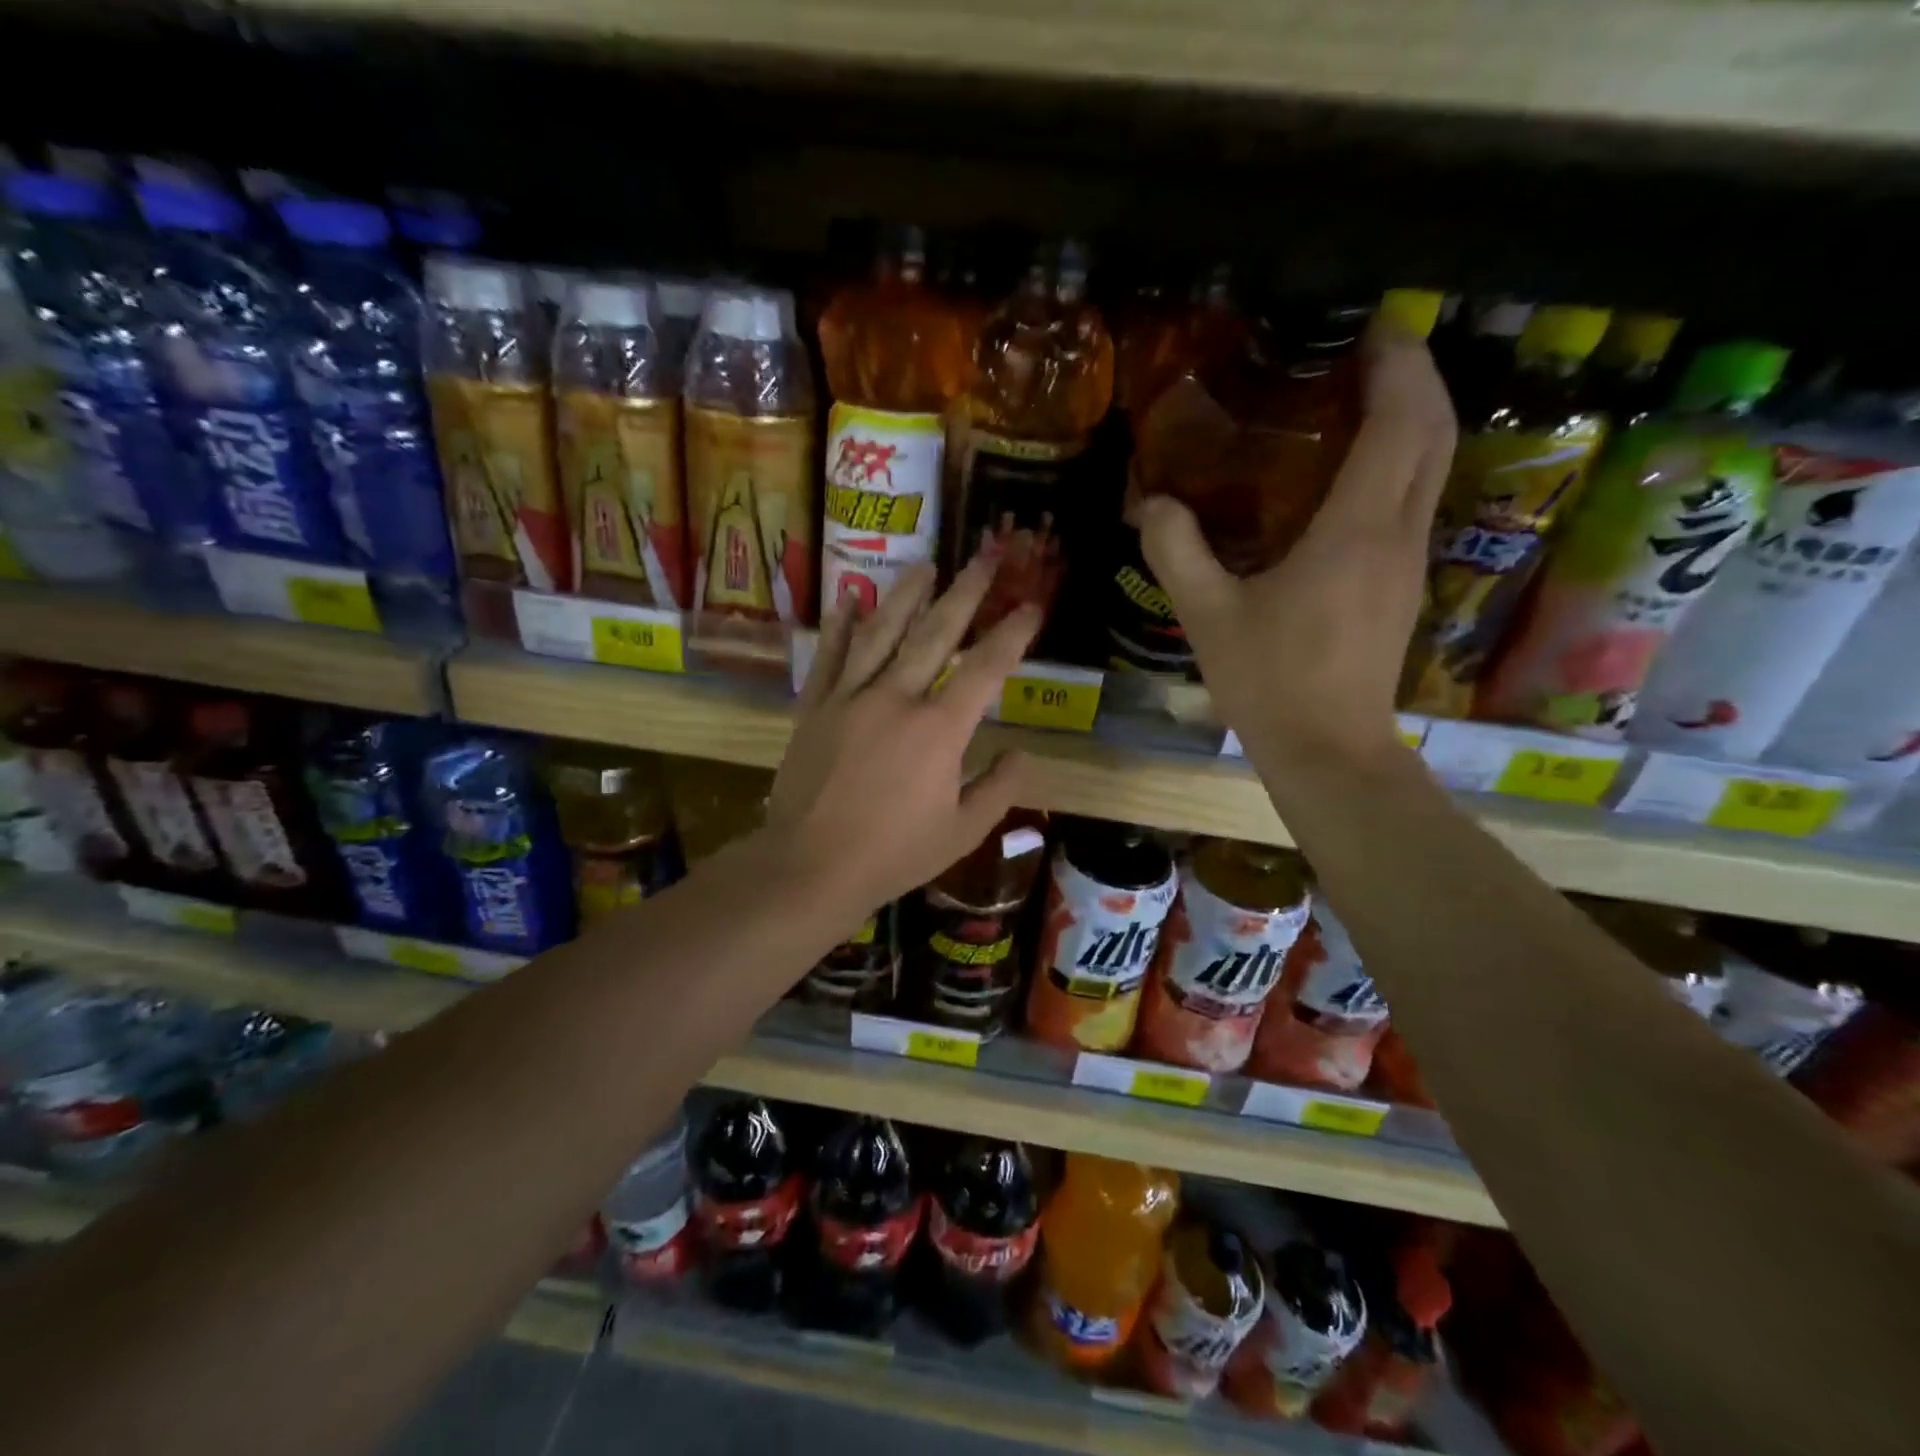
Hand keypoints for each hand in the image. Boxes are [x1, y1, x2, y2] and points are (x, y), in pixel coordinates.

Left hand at [768, 557, 1039, 910]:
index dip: (1013, 634)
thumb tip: (1022, 754)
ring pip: (881, 633)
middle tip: (986, 555)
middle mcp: (896, 698)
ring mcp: (850, 698)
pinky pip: (830, 657)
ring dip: (906, 596)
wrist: (810, 866)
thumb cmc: (893, 854)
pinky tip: (850, 598)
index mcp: (938, 730)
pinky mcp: (815, 708)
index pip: (986, 669)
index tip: (1032, 606)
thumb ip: (999, 789)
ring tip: (926, 565)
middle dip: (967, 593)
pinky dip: (840, 626)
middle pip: (936, 634)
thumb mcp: (962, 832)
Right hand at [1134, 324, 1456, 770]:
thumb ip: (1176, 551)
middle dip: (1417, 377)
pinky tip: (1352, 472)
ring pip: (1433, 467)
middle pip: (1434, 432)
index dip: (1398, 365)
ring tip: (1362, 397)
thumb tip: (1151, 501)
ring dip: (1413, 419)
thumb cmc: (1270, 681)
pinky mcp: (1403, 586)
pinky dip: (1400, 462)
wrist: (1328, 750)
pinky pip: (1414, 500)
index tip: (1374, 326)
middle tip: (1371, 348)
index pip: (1400, 423)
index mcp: (1355, 531)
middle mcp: (1397, 534)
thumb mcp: (1207, 615)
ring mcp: (1408, 562)